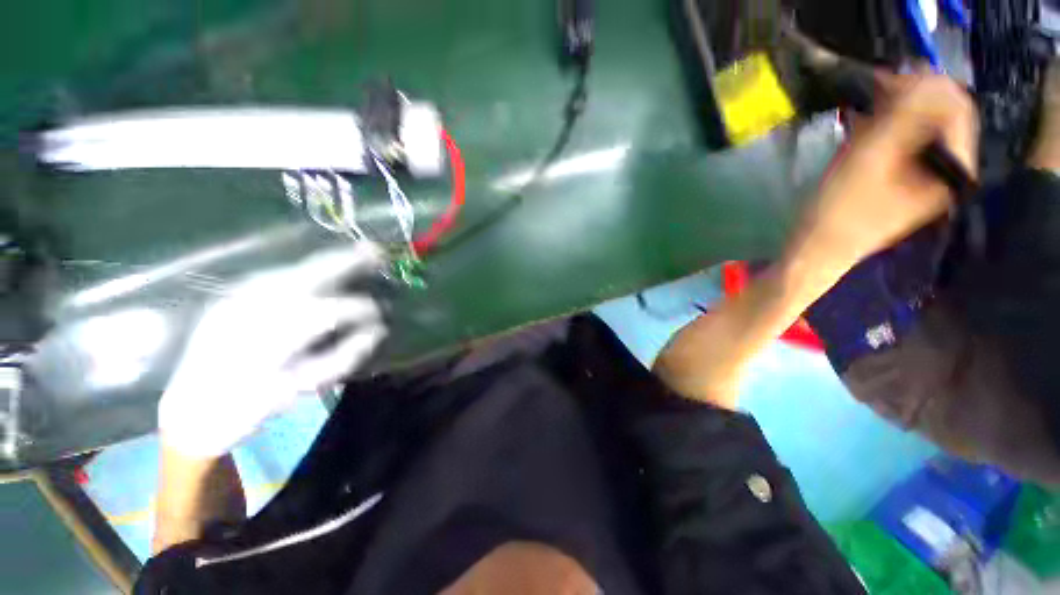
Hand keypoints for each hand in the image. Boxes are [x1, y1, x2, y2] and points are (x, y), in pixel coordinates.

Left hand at [158, 242, 388, 457]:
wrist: (191, 409)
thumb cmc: (252, 404)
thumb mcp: (305, 386)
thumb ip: (346, 356)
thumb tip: (377, 331)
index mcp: (273, 337)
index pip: (332, 311)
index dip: (362, 309)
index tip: (381, 317)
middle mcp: (253, 308)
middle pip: (310, 275)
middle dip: (349, 261)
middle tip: (378, 252)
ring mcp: (237, 297)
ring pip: (293, 269)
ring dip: (328, 262)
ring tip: (357, 255)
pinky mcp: (231, 295)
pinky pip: (277, 274)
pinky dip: (305, 270)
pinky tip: (321, 271)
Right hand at [794, 73, 977, 267]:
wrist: (816, 250)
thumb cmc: (840, 210)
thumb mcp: (871, 158)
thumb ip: (905, 115)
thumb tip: (927, 76)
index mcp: (953, 170)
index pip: (958, 110)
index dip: (928, 86)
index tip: (889, 78)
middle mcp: (948, 171)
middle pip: (941, 118)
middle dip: (910, 98)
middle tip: (873, 90)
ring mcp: (927, 178)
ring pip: (922, 129)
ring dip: (895, 113)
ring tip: (864, 109)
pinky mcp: (905, 182)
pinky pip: (906, 144)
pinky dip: (886, 131)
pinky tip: (864, 129)